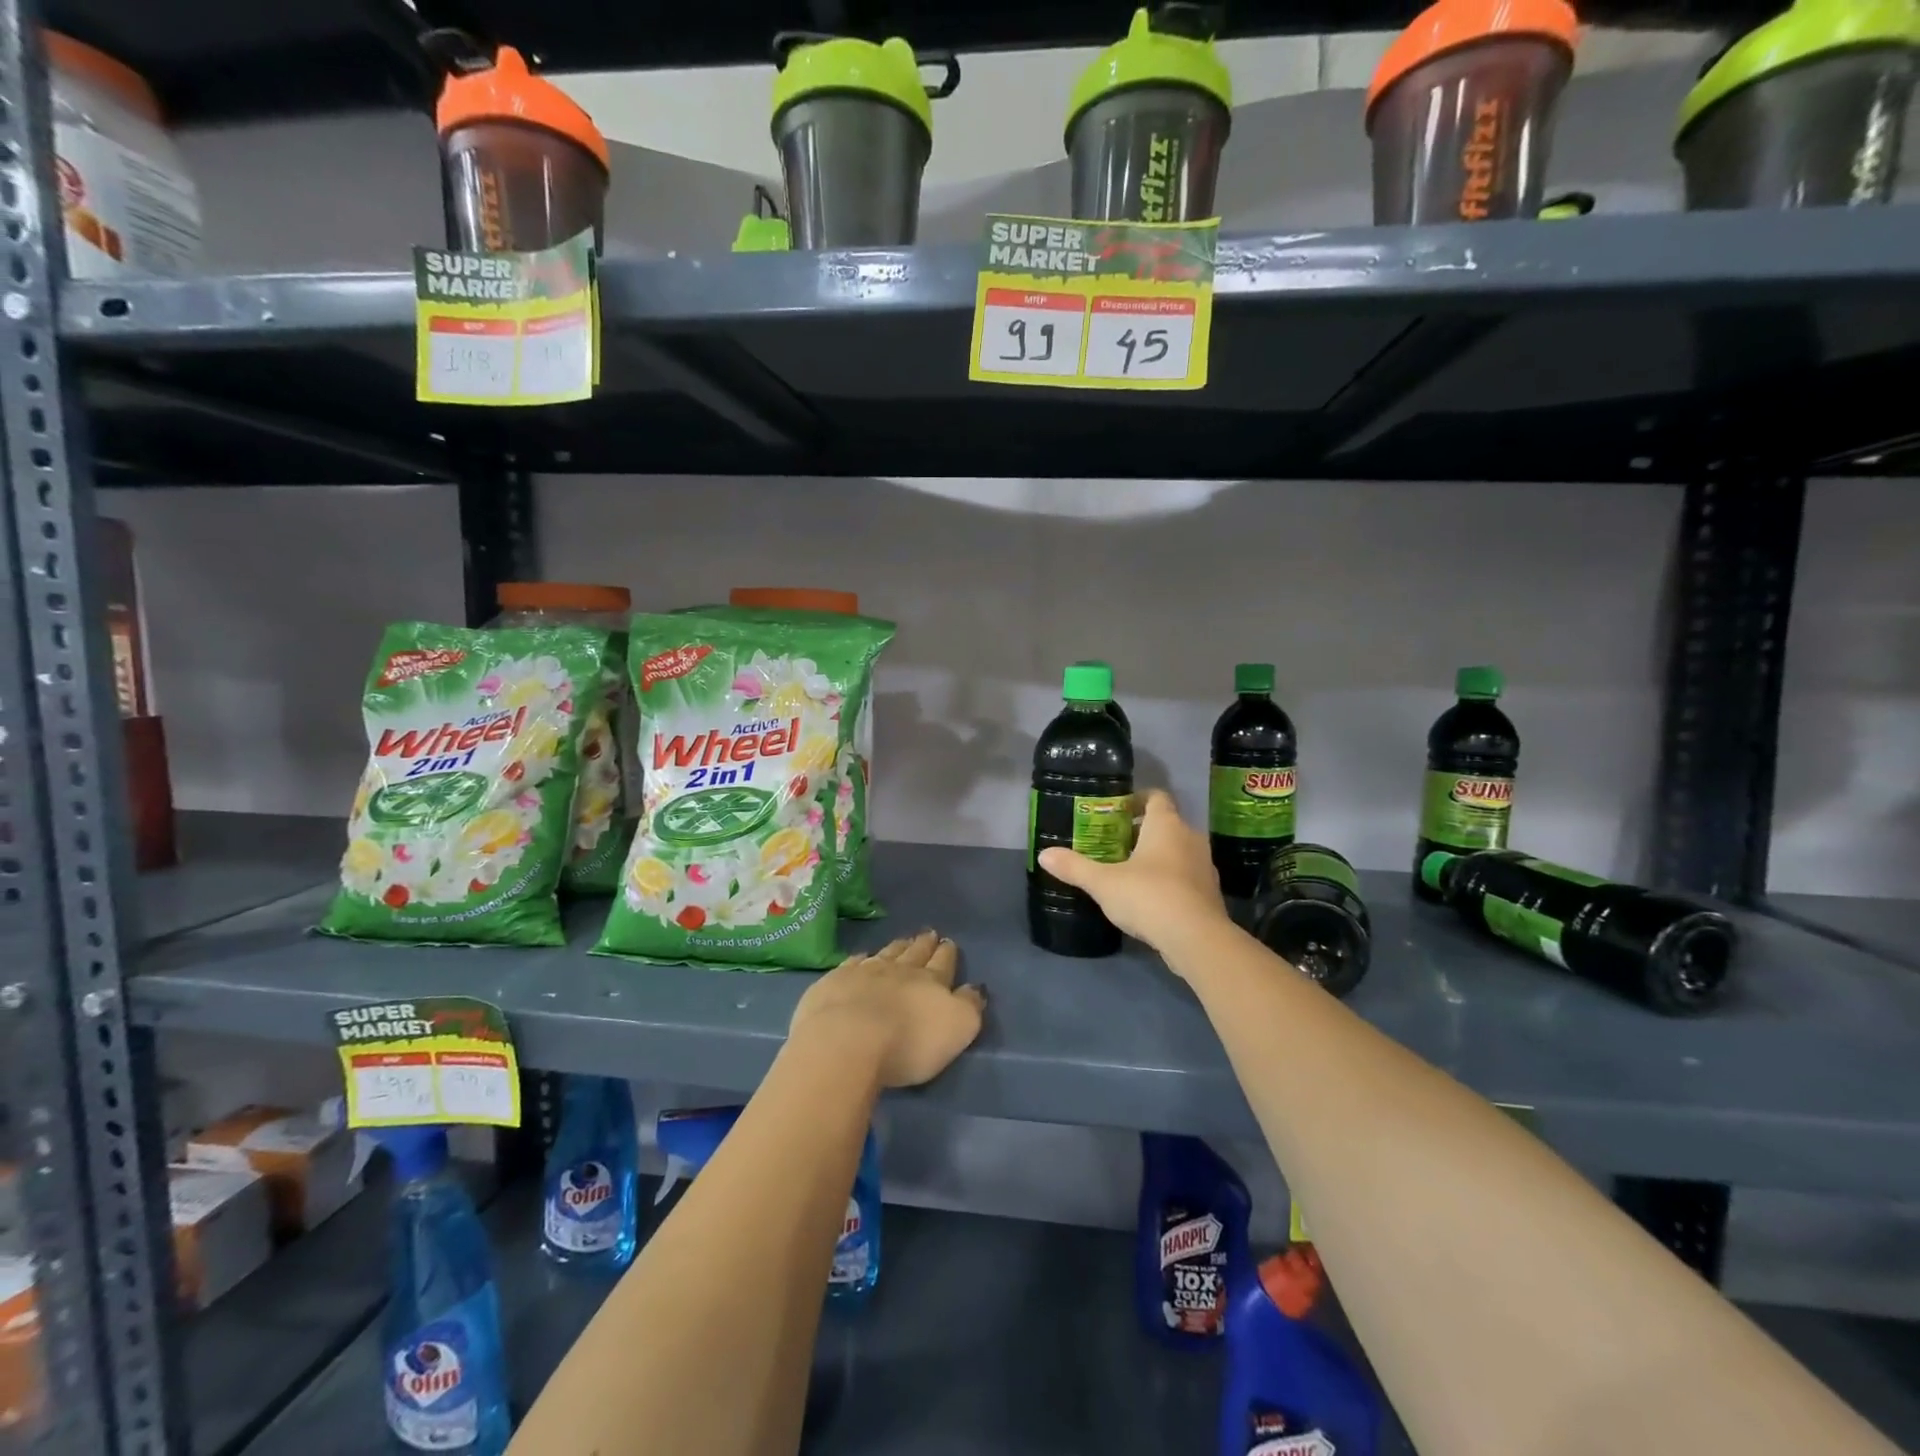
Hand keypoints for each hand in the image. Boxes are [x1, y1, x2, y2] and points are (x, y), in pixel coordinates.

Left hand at [789, 930, 985, 1088]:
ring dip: (897, 947)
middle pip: (915, 953)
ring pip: (886, 954)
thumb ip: (969, 1006)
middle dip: (924, 944)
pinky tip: (861, 958)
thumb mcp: (956, 1029)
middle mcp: (898, 970)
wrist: (846, 1040)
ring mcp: (864, 972)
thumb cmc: (908, 1042)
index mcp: (931, 982)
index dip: (947, 953)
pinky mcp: (834, 982)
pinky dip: (860, 959)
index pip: (943, 963)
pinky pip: (852, 963)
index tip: (948, 942)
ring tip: (903, 940)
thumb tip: (974, 988)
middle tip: (929, 934)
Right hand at [1038, 789, 1227, 958]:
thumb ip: (1074, 867)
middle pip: (1166, 824)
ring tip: (1128, 871)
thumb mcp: (1103, 882)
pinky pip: (1185, 875)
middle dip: (1141, 831)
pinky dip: (1169, 879)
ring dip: (1156, 856)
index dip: (1137, 799)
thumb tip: (1044, 855)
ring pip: (1178, 851)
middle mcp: (1190, 838)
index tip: (1116, 810)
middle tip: (1113, 843)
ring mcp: (1204, 866)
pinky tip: (1149, 898)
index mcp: (1166, 825)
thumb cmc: (1148, 896)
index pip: (1156, 797)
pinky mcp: (1210, 893)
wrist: (1197, 939)